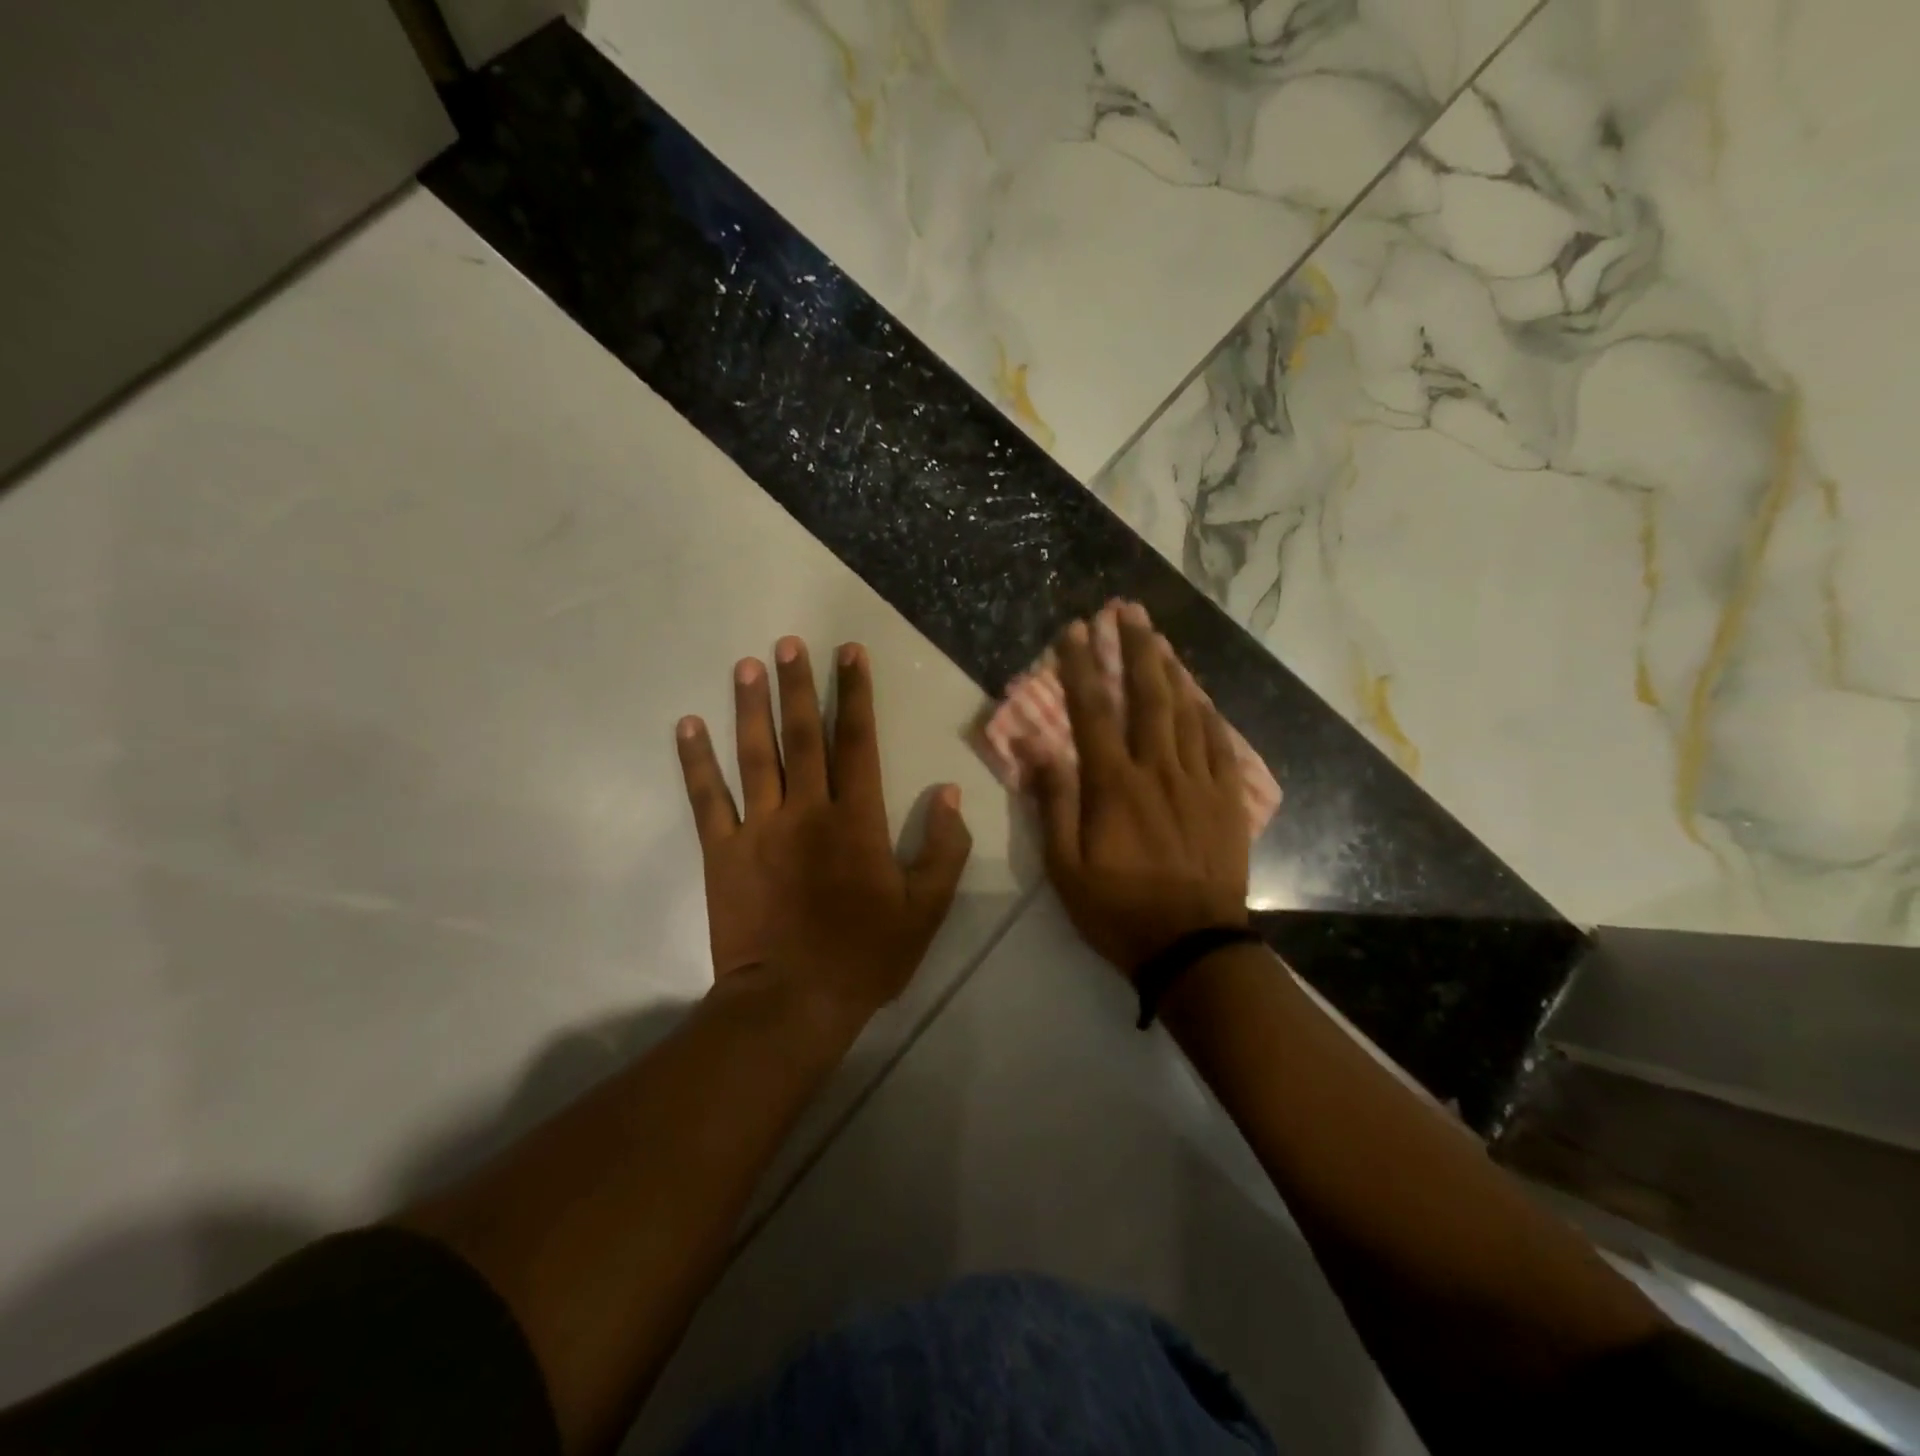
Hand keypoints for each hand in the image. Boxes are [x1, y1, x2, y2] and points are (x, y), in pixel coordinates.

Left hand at [675, 637, 972, 1028]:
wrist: (793, 1001)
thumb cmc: (865, 955)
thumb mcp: (925, 909)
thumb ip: (943, 848)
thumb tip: (948, 792)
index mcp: (857, 819)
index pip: (858, 741)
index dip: (856, 694)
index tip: (849, 653)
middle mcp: (807, 810)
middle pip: (803, 735)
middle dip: (799, 685)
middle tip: (789, 643)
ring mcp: (760, 828)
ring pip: (755, 755)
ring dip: (751, 707)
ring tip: (746, 665)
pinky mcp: (723, 852)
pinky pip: (707, 798)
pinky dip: (696, 761)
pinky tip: (688, 725)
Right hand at [1028, 604, 1249, 975]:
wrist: (1192, 947)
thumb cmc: (1118, 910)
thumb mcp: (1065, 868)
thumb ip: (1054, 803)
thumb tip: (1038, 748)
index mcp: (1114, 785)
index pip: (1092, 712)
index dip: (1081, 667)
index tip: (1074, 630)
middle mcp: (1158, 770)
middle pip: (1147, 696)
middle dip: (1134, 648)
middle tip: (1127, 609)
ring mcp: (1199, 782)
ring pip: (1185, 711)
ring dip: (1170, 669)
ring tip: (1159, 636)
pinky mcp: (1226, 800)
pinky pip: (1220, 744)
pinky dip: (1209, 713)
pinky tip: (1202, 694)